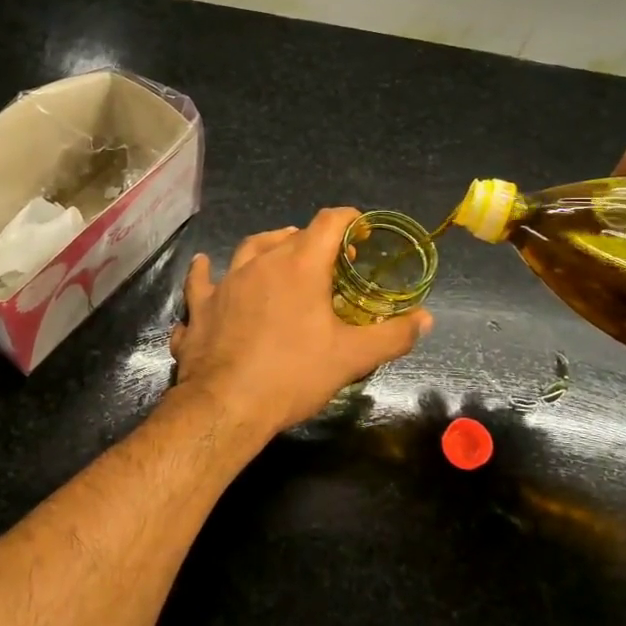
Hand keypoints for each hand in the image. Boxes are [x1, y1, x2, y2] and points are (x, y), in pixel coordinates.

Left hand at [168, 208, 433, 433]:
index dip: (349, 220)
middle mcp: (259, 264)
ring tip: (276, 254)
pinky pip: (201, 284)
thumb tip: (425, 319)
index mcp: (298, 266)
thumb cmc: (293, 375)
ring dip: (265, 248)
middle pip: (288, 236)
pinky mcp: (200, 308)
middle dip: (313, 241)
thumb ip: (392, 335)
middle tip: (328, 261)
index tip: (361, 230)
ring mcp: (224, 284)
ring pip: (246, 251)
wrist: (226, 406)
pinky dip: (205, 275)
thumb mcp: (352, 358)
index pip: (328, 223)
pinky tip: (203, 268)